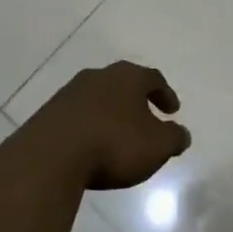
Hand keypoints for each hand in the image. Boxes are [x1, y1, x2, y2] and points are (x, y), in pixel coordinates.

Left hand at [20, 62, 190, 189]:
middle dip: (136, 100)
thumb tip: (183, 134)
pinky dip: (89, 126)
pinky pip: (77, 115)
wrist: (51, 155)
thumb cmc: (114, 144)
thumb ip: (174, 138)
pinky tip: (90, 145)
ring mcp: (71, 92)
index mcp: (128, 76)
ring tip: (117, 135)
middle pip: (123, 83)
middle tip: (146, 118)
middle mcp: (100, 76)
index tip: (173, 110)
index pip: (153, 78)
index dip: (165, 94)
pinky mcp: (50, 112)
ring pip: (99, 97)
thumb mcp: (156, 146)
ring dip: (110, 113)